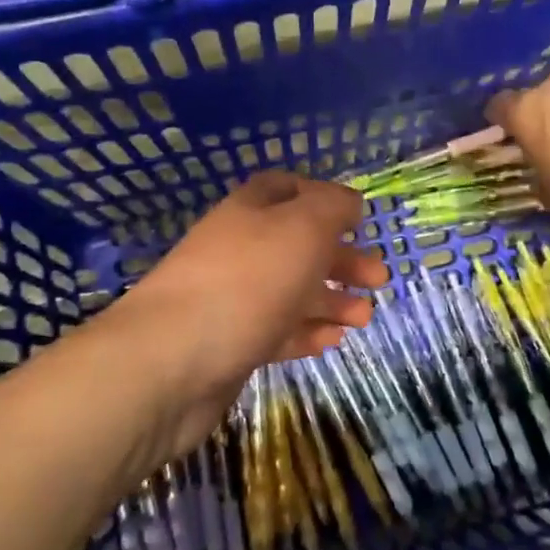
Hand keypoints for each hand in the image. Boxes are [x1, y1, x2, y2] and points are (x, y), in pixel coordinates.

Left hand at [105, 172, 385, 459]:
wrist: (171, 362)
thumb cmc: (247, 281)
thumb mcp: (303, 228)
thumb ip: (333, 207)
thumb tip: (349, 203)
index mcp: (251, 211)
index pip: (287, 188)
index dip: (324, 198)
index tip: (359, 221)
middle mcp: (240, 249)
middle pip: (297, 245)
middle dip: (341, 259)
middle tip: (379, 278)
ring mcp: (232, 298)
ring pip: (290, 291)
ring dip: (331, 300)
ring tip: (364, 317)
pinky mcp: (230, 344)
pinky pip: (276, 331)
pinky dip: (306, 332)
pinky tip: (333, 341)